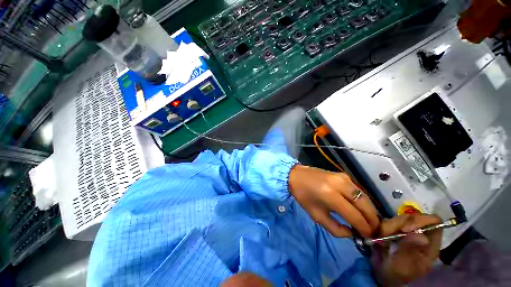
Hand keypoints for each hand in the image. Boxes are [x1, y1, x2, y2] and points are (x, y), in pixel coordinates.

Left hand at [288, 165, 378, 237]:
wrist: (297, 176)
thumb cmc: (304, 196)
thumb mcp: (316, 216)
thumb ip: (336, 229)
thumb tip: (354, 233)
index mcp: (330, 195)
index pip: (355, 216)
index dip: (365, 229)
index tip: (369, 238)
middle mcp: (341, 185)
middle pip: (366, 206)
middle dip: (373, 221)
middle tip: (374, 232)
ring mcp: (344, 178)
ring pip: (366, 197)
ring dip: (370, 211)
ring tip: (369, 222)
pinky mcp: (344, 175)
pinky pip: (359, 190)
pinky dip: (364, 201)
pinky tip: (362, 209)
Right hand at [371, 214, 441, 285]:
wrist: (383, 278)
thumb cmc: (396, 276)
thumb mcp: (402, 267)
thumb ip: (409, 251)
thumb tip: (420, 236)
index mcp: (430, 244)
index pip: (434, 222)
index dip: (420, 220)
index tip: (404, 229)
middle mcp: (420, 235)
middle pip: (413, 217)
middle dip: (398, 223)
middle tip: (387, 234)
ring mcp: (406, 232)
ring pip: (399, 218)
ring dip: (388, 226)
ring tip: (383, 239)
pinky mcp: (394, 231)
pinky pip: (388, 222)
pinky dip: (382, 227)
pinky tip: (380, 237)